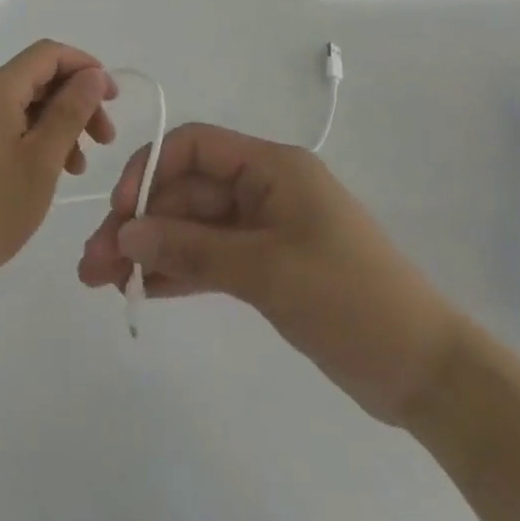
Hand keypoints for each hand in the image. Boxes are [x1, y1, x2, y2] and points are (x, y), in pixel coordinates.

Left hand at [0, 41, 116, 296]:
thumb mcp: (42, 159)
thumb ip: (70, 111)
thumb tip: (93, 74)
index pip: (47, 54)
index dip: (85, 67)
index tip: (113, 99)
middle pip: (37, 77)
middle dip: (75, 100)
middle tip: (105, 139)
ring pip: (23, 103)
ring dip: (58, 123)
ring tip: (79, 165)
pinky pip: (6, 123)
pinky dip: (35, 137)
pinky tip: (50, 170)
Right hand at [77, 124, 466, 427]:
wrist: (426, 372)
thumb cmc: (350, 299)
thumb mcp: (267, 270)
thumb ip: (192, 249)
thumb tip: (125, 235)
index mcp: (270, 167)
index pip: (193, 147)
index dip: (150, 170)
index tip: (119, 212)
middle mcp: (262, 188)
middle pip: (186, 193)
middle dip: (139, 224)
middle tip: (93, 264)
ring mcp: (263, 229)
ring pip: (192, 229)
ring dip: (150, 251)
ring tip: (102, 281)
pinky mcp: (265, 267)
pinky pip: (209, 259)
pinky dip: (177, 271)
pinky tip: (143, 290)